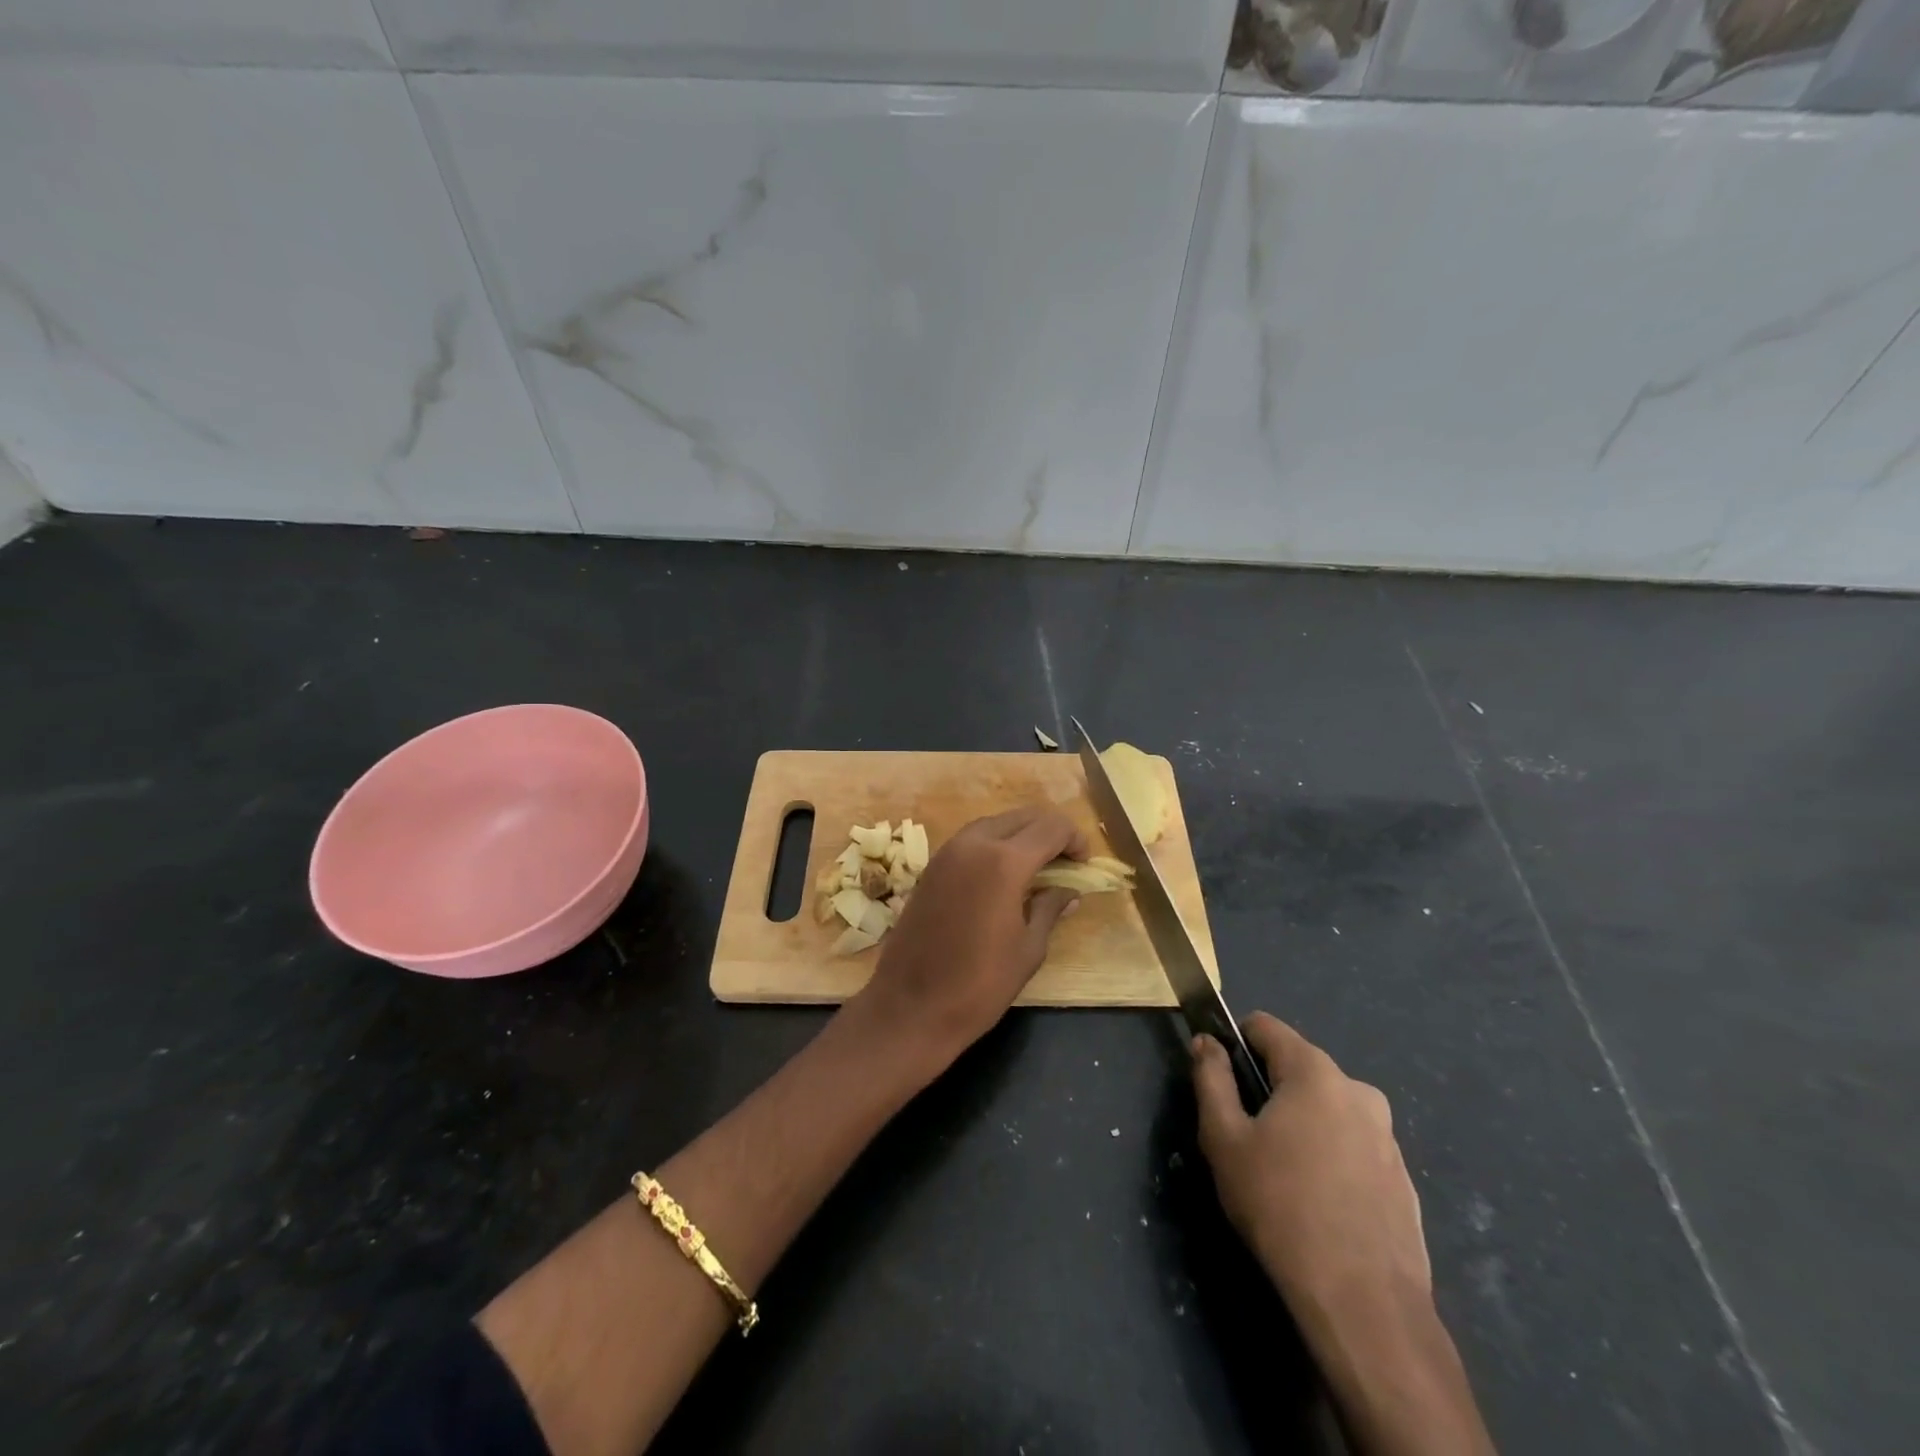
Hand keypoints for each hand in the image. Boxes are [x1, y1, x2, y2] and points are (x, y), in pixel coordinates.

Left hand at [855, 807, 1084, 1063]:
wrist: (910, 1006)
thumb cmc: (979, 984)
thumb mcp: (1028, 949)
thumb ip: (1050, 909)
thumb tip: (1069, 891)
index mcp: (1004, 862)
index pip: (1051, 827)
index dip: (1074, 839)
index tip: (1083, 864)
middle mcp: (974, 844)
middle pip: (1023, 817)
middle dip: (1049, 832)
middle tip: (1065, 862)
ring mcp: (947, 852)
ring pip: (994, 823)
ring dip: (1020, 835)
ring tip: (1037, 867)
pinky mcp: (930, 867)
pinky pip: (971, 839)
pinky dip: (994, 845)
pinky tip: (1002, 876)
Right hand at [1192, 1013, 1429, 1326]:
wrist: (1365, 1304)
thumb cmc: (1281, 1207)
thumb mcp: (1224, 1139)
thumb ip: (1211, 1078)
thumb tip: (1206, 1042)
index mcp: (1314, 1072)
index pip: (1265, 1026)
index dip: (1234, 1041)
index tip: (1218, 1076)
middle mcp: (1358, 1090)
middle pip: (1296, 1067)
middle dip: (1267, 1089)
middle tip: (1245, 1138)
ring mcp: (1386, 1135)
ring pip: (1325, 1108)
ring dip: (1299, 1123)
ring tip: (1280, 1176)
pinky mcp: (1401, 1177)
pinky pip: (1351, 1145)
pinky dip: (1329, 1156)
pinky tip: (1317, 1203)